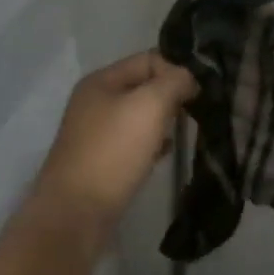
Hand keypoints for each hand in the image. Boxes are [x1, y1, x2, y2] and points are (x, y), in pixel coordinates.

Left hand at [34, 51, 195, 239]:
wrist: (75, 216)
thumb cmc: (113, 152)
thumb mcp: (149, 106)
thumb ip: (174, 82)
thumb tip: (189, 79)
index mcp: (102, 80)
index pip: (149, 59)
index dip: (176, 70)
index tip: (198, 93)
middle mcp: (95, 101)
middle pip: (144, 86)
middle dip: (171, 96)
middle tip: (194, 112)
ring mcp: (95, 133)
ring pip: (140, 115)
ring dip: (163, 121)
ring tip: (183, 133)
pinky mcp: (100, 161)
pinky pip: (133, 142)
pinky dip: (152, 144)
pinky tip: (164, 154)